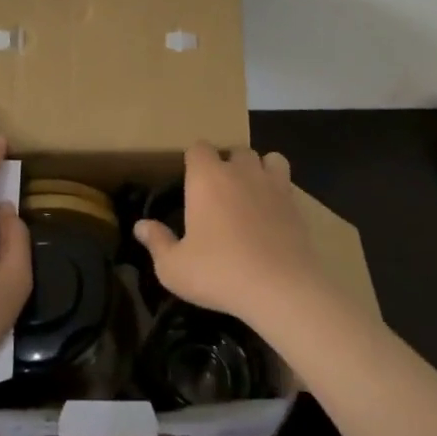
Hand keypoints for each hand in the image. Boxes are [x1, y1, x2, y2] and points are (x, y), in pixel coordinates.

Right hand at [131, 144, 331, 329]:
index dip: (194, 161)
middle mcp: (240, 171)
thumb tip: (140, 226)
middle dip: (228, 164)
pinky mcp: (296, 204)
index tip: (191, 182)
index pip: (198, 147)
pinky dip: (279, 190)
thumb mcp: (174, 267)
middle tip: (220, 194)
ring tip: (252, 194)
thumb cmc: (219, 272)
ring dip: (259, 170)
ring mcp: (272, 184)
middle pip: (235, 150)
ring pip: (268, 159)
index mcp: (206, 178)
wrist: (280, 288)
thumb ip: (157, 242)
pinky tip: (273, 214)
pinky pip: (287, 182)